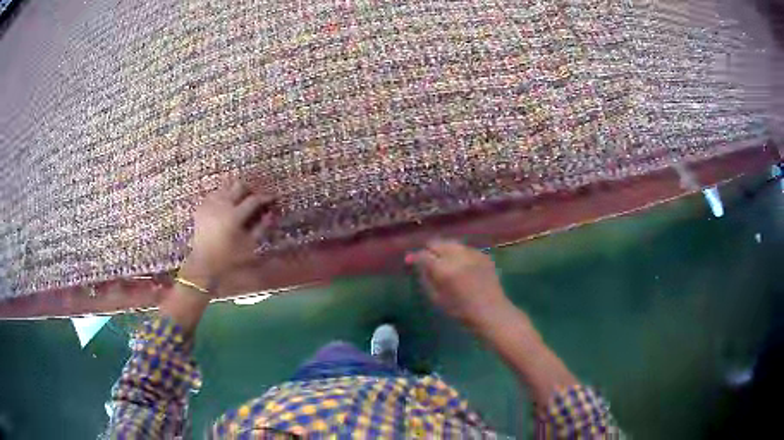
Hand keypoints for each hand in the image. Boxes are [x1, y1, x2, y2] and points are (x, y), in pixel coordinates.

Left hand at [180, 180, 275, 288]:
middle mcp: (221, 205)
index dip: (265, 197)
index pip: (254, 199)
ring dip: (235, 192)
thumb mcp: (249, 246)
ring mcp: (209, 205)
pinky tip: (226, 206)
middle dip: (250, 190)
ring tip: (240, 201)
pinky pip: (214, 195)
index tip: (273, 198)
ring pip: (225, 187)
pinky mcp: (201, 208)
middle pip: (239, 186)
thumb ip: (261, 228)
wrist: (203, 263)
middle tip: (256, 198)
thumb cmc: (229, 258)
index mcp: (234, 216)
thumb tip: (270, 214)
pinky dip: (222, 197)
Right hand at [407, 239, 511, 328]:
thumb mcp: (436, 298)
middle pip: (437, 243)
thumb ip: (425, 278)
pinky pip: (465, 248)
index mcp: (444, 270)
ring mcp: (472, 253)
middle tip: (428, 261)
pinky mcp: (483, 255)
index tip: (411, 262)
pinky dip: (459, 253)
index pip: (424, 255)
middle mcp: (458, 256)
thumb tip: (417, 265)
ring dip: (444, 250)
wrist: (491, 312)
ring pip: (451, 243)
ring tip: (444, 261)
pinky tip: (460, 264)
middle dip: (430, 250)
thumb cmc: (461, 311)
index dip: (415, 258)